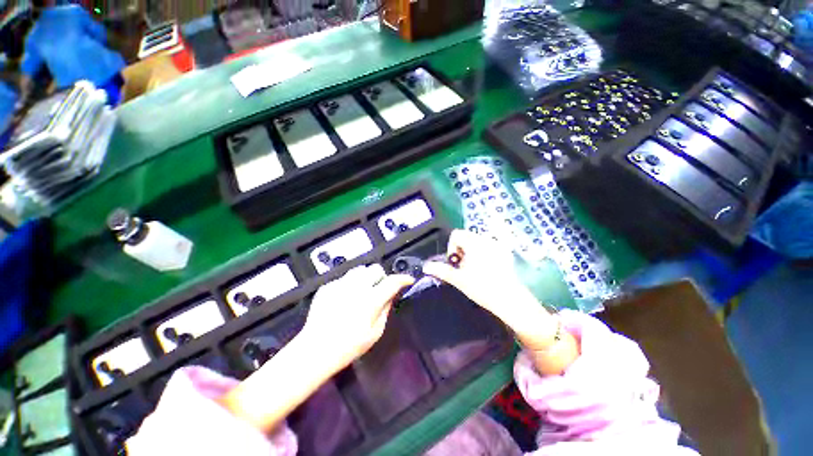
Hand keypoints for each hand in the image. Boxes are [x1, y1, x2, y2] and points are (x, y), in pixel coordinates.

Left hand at [300, 264, 414, 371]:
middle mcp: (357, 287)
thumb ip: (385, 310)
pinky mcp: (328, 286)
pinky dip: (349, 285)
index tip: (408, 280)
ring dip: (365, 278)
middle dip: (381, 277)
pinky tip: (343, 299)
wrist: (315, 349)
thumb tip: (390, 295)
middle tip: (378, 289)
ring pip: (359, 270)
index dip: (403, 279)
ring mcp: (340, 285)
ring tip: (361, 292)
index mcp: (371, 300)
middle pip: (375, 269)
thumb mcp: (375, 333)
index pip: (392, 281)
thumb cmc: (349, 346)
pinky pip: (344, 279)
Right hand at [423, 230, 557, 350]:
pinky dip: (482, 254)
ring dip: (471, 252)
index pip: (456, 234)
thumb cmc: (482, 289)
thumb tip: (426, 266)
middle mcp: (486, 240)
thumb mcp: (459, 280)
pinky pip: (487, 247)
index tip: (456, 263)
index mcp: (474, 244)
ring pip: (476, 242)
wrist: (510, 300)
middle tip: (464, 268)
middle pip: (466, 237)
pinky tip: (486, 269)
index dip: (452, 247)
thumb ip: (441, 270)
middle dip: (461, 250)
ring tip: (475, 269)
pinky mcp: (505, 252)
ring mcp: (497, 245)